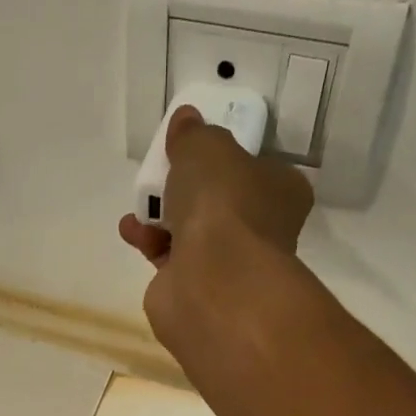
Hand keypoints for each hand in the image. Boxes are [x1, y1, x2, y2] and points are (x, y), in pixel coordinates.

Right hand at [117, 105, 316, 351]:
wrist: (212, 281)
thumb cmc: (224, 204)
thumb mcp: (207, 147)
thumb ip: (194, 135)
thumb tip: (186, 122)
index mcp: (282, 194)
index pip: (259, 172)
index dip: (228, 160)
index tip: (197, 151)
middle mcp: (264, 233)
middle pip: (222, 205)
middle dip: (188, 192)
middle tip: (163, 177)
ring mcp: (232, 268)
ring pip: (194, 235)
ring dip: (162, 219)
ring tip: (138, 207)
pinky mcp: (200, 294)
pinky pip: (173, 261)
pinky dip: (152, 245)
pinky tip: (132, 232)